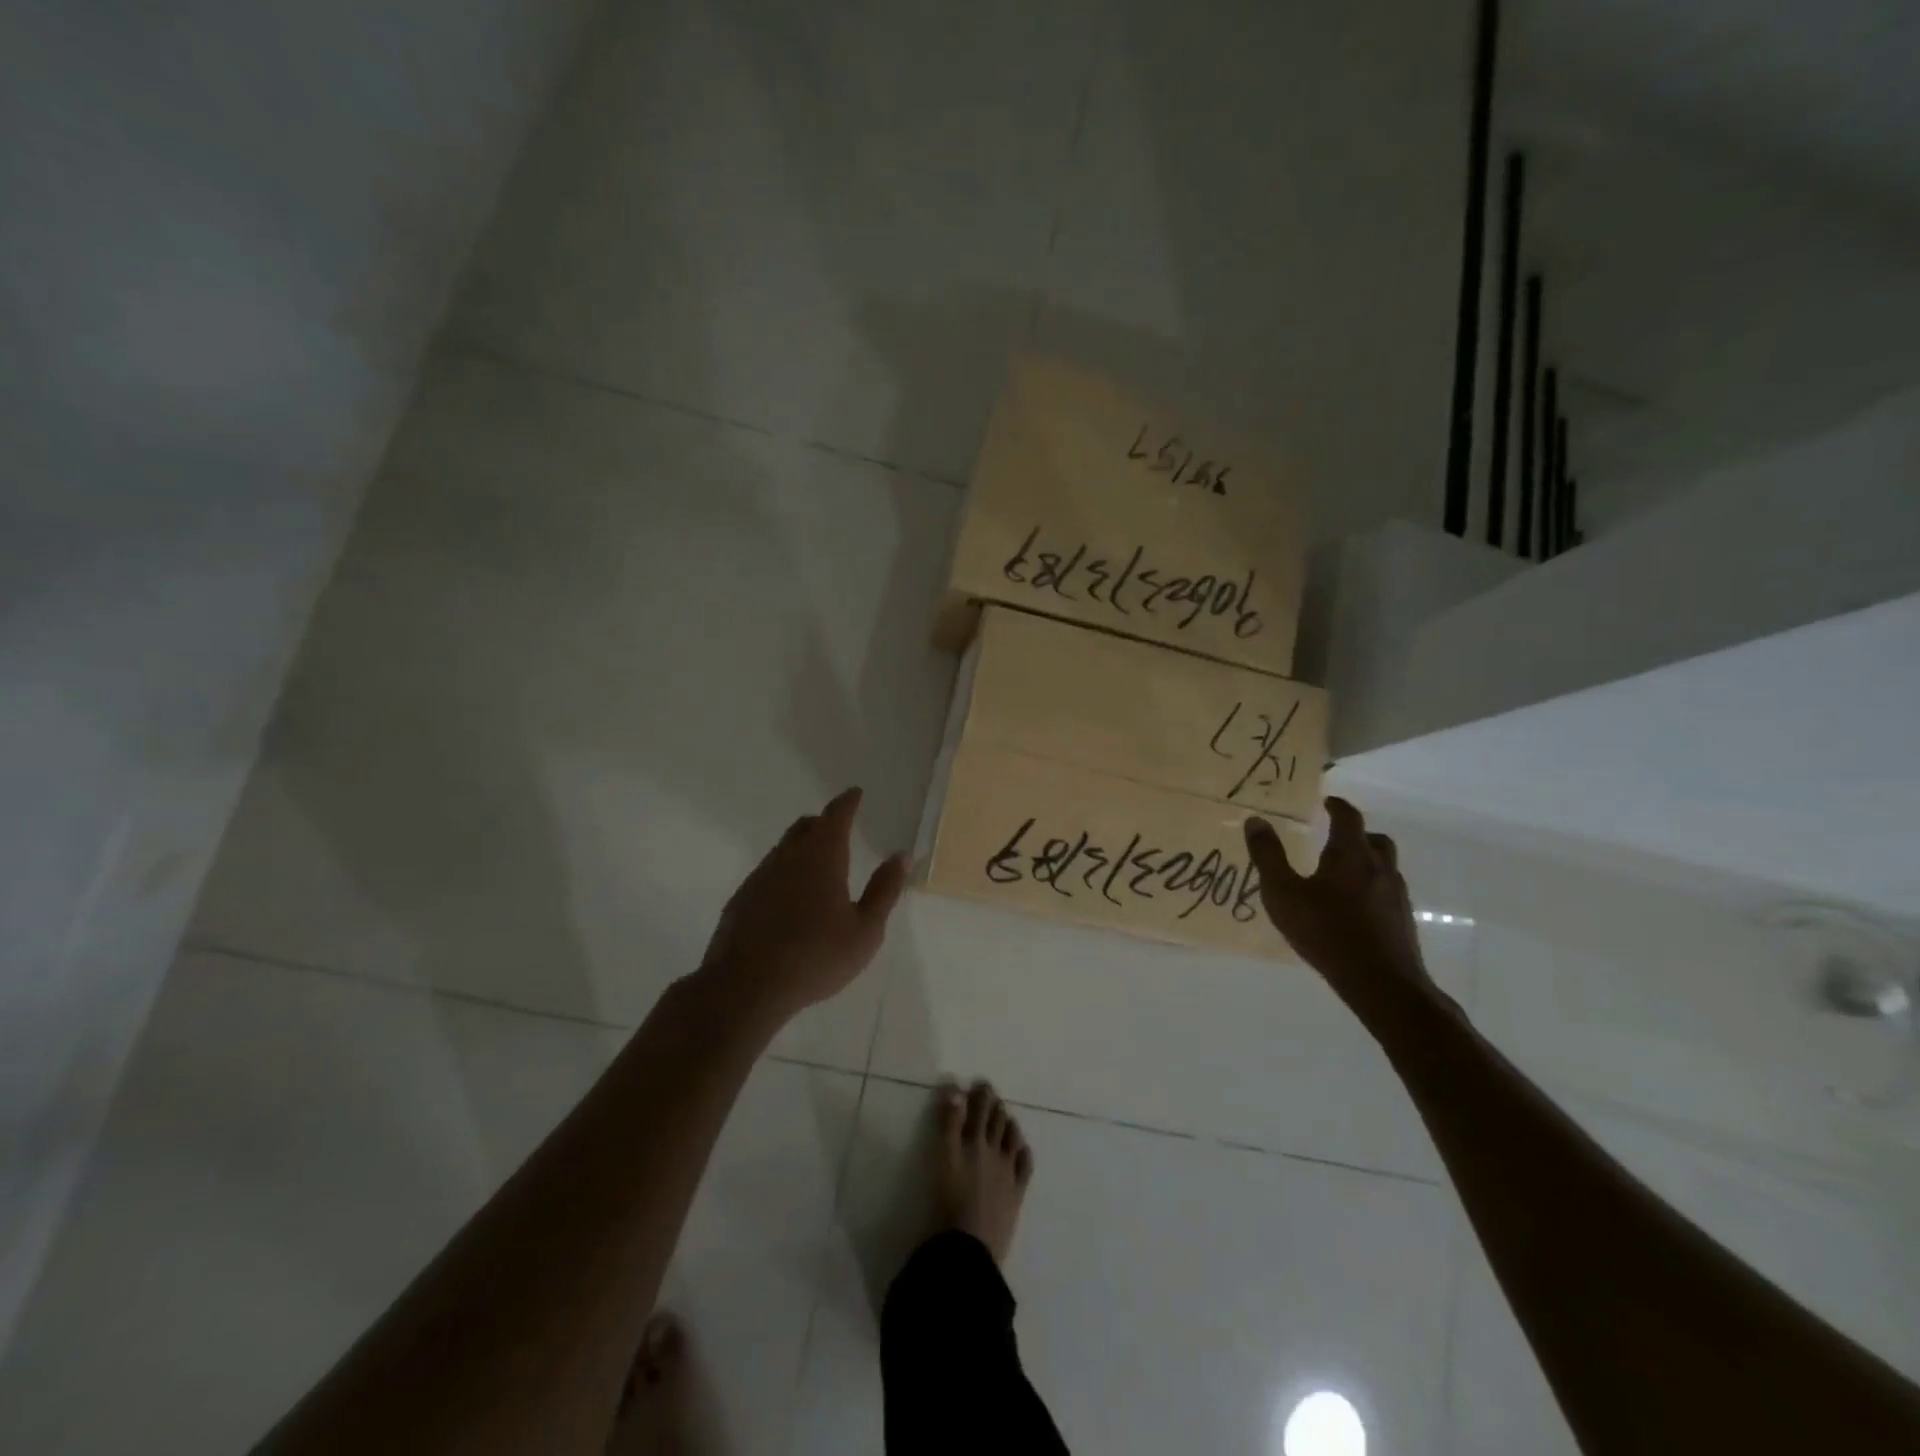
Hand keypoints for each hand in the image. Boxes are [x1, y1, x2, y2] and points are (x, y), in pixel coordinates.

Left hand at [698, 787, 908, 1021]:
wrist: (745, 987)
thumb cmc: (816, 957)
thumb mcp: (865, 930)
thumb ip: (884, 890)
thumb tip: (902, 855)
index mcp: (822, 856)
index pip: (836, 815)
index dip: (848, 802)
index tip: (855, 793)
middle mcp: (788, 856)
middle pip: (806, 826)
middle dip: (824, 823)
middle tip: (839, 829)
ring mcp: (760, 876)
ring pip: (784, 849)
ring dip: (802, 848)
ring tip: (817, 867)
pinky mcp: (742, 898)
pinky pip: (768, 873)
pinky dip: (785, 873)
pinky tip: (790, 900)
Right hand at [1243, 797, 1431, 1017]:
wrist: (1381, 982)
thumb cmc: (1326, 931)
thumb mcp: (1283, 893)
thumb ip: (1268, 856)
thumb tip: (1255, 820)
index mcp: (1350, 854)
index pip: (1349, 817)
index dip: (1337, 806)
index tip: (1326, 802)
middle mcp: (1379, 867)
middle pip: (1374, 839)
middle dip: (1355, 833)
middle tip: (1334, 836)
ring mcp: (1396, 894)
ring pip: (1384, 865)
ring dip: (1366, 860)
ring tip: (1341, 873)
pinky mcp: (1402, 919)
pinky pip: (1387, 890)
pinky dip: (1371, 886)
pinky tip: (1353, 906)